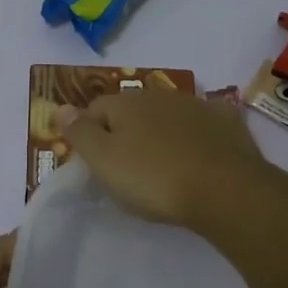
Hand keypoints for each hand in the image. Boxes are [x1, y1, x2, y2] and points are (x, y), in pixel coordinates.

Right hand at [58, 86, 271, 227]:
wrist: (224, 191)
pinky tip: (199, 154)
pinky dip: (197, 135)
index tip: (94, 165)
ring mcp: (197, 106)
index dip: (90, 135)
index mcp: (127, 103)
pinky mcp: (227, 124)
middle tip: (127, 169)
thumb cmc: (154, 178)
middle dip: (126, 132)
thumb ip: (79, 132)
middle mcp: (161, 96)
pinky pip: (204, 124)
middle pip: (132, 111)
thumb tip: (60, 106)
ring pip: (167, 116)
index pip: (95, 110)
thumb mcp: (104, 161)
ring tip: (163, 166)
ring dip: (160, 133)